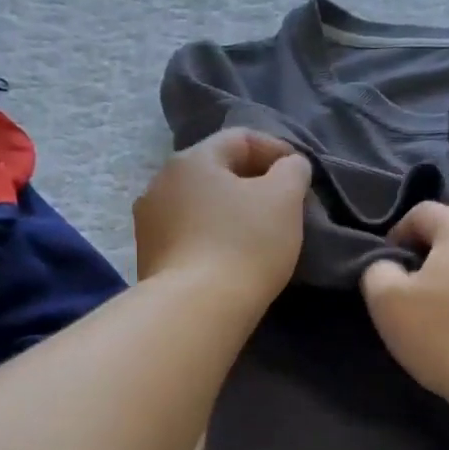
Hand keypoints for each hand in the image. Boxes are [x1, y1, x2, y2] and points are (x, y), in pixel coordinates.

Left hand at [134, 129, 311, 303]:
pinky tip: (229, 258)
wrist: (195, 310)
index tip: (301, 176)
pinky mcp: (147, 258)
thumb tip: (289, 166)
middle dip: (251, 183)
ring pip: (199, 205)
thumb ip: (292, 171)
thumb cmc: (244, 245)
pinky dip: (211, 237)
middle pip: (215, 171)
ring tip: (255, 235)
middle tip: (282, 206)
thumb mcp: (284, 199)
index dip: (276, 150)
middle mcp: (160, 182)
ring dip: (228, 212)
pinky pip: (187, 235)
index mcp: (192, 159)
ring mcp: (148, 222)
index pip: (240, 139)